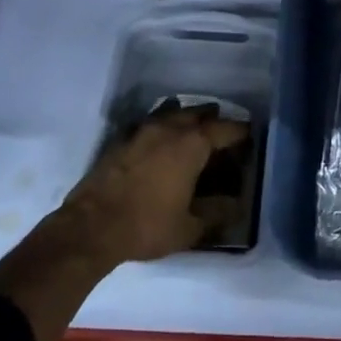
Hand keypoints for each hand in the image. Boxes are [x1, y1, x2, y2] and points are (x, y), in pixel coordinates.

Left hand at [51, 102, 247, 268]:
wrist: (90, 227)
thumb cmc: (147, 226)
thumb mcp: (189, 228)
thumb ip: (216, 213)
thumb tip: (236, 205)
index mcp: (192, 144)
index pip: (225, 129)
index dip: (240, 132)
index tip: (250, 136)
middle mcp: (169, 128)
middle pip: (198, 113)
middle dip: (213, 118)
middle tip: (221, 130)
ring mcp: (142, 130)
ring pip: (171, 112)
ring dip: (185, 116)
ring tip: (192, 126)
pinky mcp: (121, 139)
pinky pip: (149, 122)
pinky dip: (161, 126)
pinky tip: (160, 139)